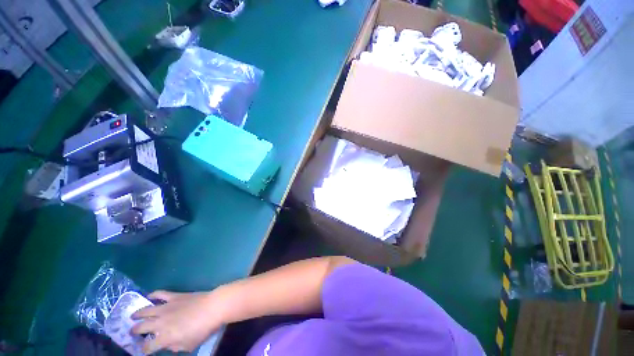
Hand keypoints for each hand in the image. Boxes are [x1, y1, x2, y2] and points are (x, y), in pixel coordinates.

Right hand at [131, 290, 223, 353]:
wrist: (213, 307)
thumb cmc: (203, 329)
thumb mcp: (189, 345)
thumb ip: (175, 347)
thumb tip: (169, 344)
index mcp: (164, 337)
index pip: (147, 347)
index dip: (143, 350)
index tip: (143, 350)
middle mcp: (160, 323)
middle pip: (141, 327)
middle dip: (135, 331)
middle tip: (131, 332)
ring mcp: (166, 307)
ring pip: (146, 310)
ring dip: (137, 314)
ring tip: (132, 316)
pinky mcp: (174, 296)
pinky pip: (161, 294)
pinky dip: (153, 294)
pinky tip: (148, 296)